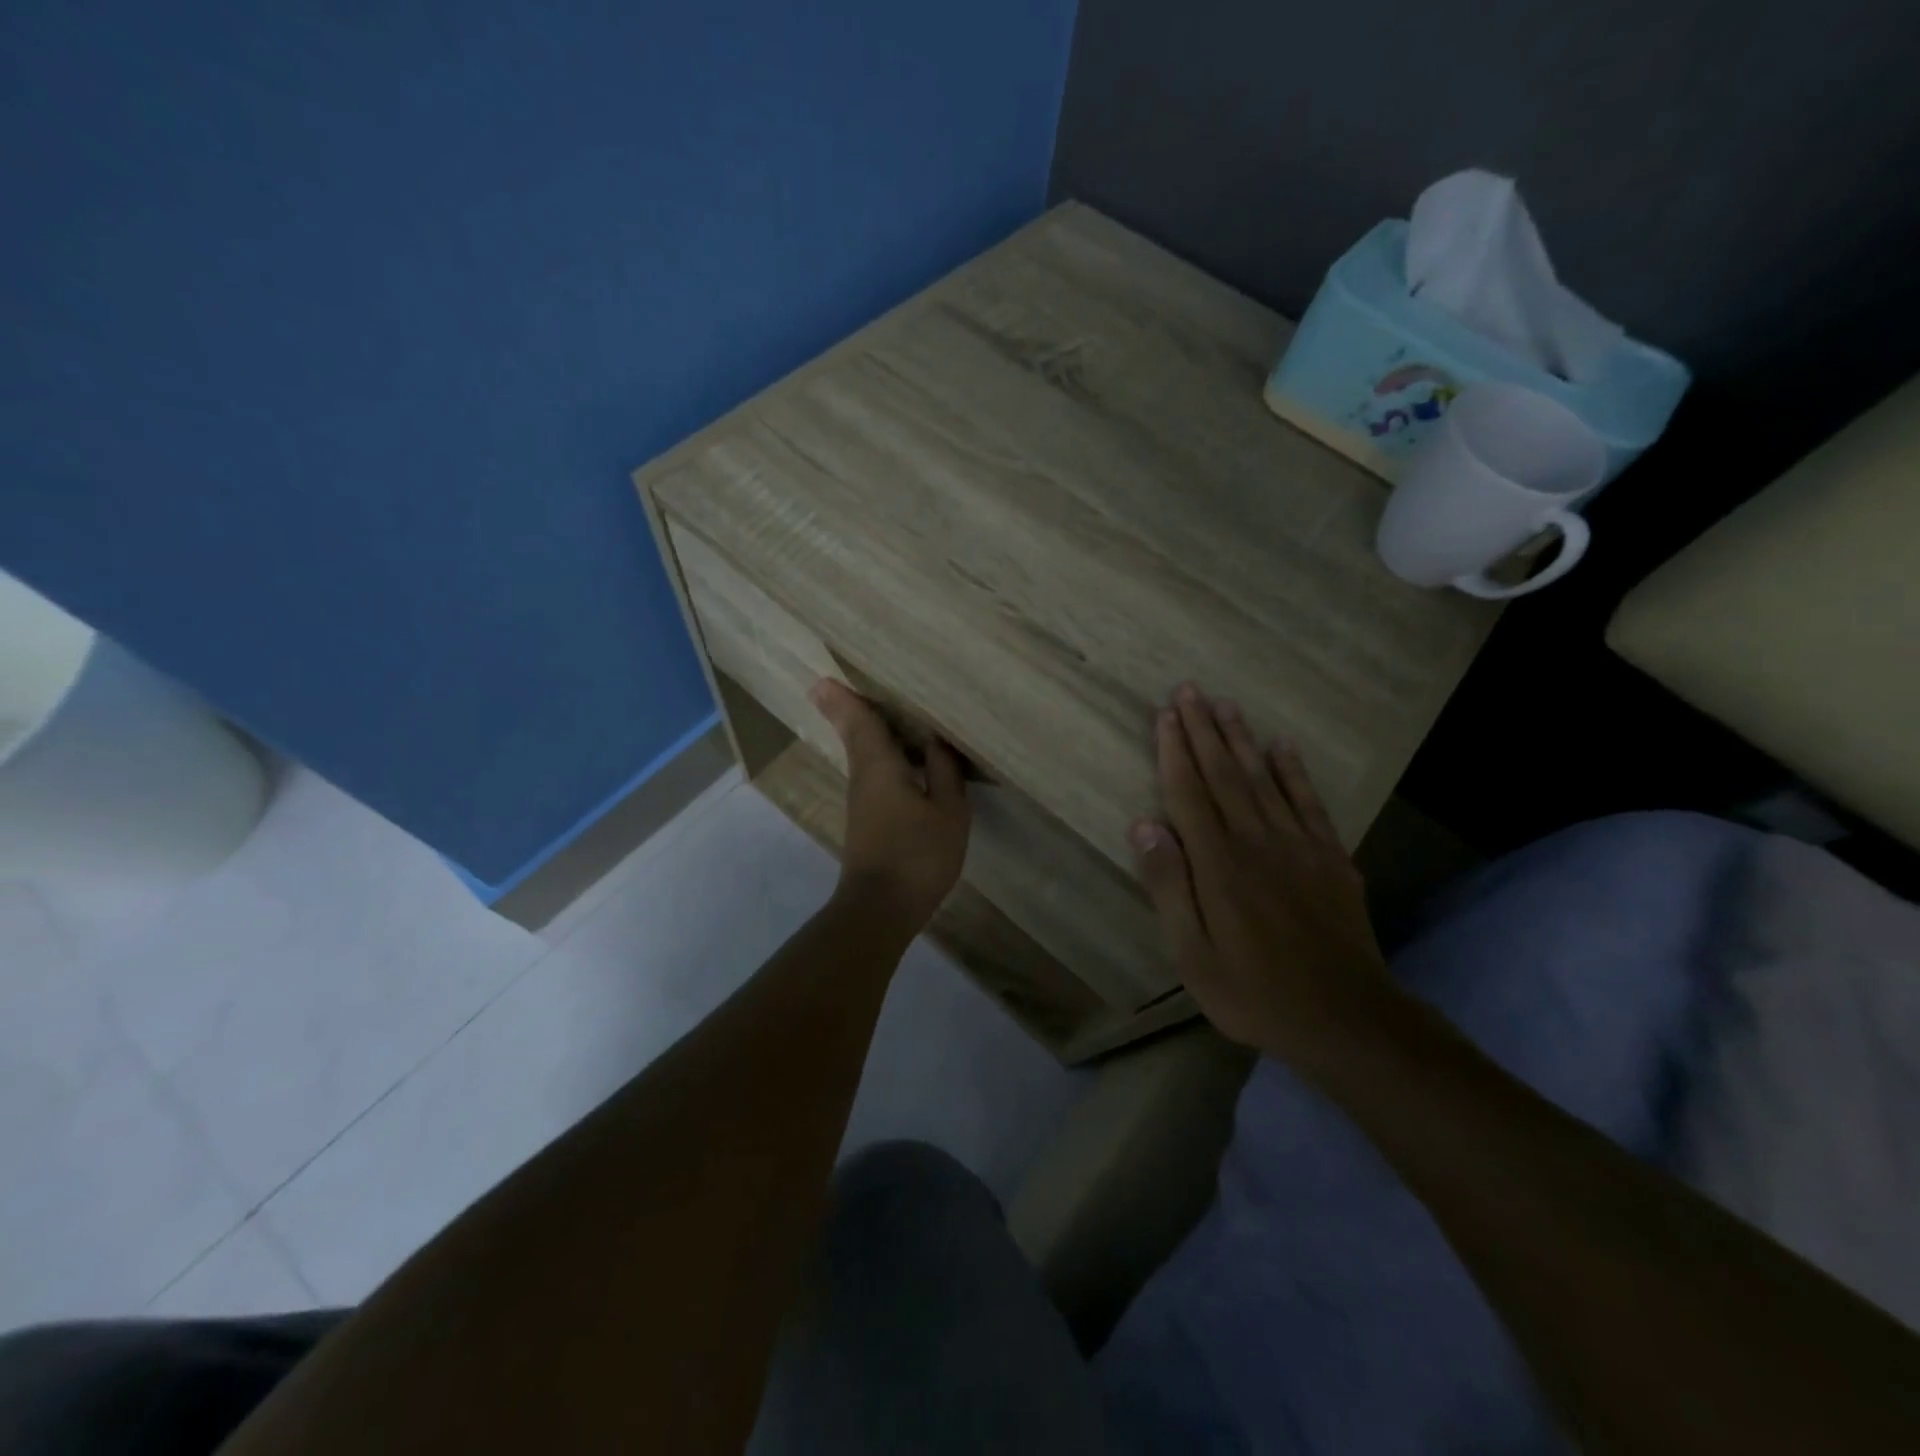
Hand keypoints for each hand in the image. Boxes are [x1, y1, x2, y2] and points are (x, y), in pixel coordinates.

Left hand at [811, 679, 970, 933]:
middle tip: (839, 685)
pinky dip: (881, 755)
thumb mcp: (948, 810)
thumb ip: (944, 771)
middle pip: (855, 734)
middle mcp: (863, 776)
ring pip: (863, 754)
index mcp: (880, 765)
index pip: (860, 721)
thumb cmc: (917, 854)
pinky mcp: (868, 820)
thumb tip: (937, 740)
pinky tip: (901, 757)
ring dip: (866, 730)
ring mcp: (862, 800)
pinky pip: (873, 773)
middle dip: (849, 709)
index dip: (845, 697)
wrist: (882, 908)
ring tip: (880, 708)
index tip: (825, 677)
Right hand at [1131, 684, 1394, 1066]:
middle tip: (1190, 691)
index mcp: (1218, 863)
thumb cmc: (1254, 992)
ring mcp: (1299, 846)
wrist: (1346, 1019)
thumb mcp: (1193, 954)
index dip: (1175, 751)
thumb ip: (1169, 886)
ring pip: (1264, 778)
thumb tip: (1144, 825)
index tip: (1165, 715)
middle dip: (1204, 730)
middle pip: (1225, 774)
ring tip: (1226, 705)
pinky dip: (1294, 771)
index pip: (1189, 793)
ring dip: (1242, 739)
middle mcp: (1257, 841)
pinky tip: (1283, 746)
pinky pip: (1309, 802)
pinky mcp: (1331, 858)